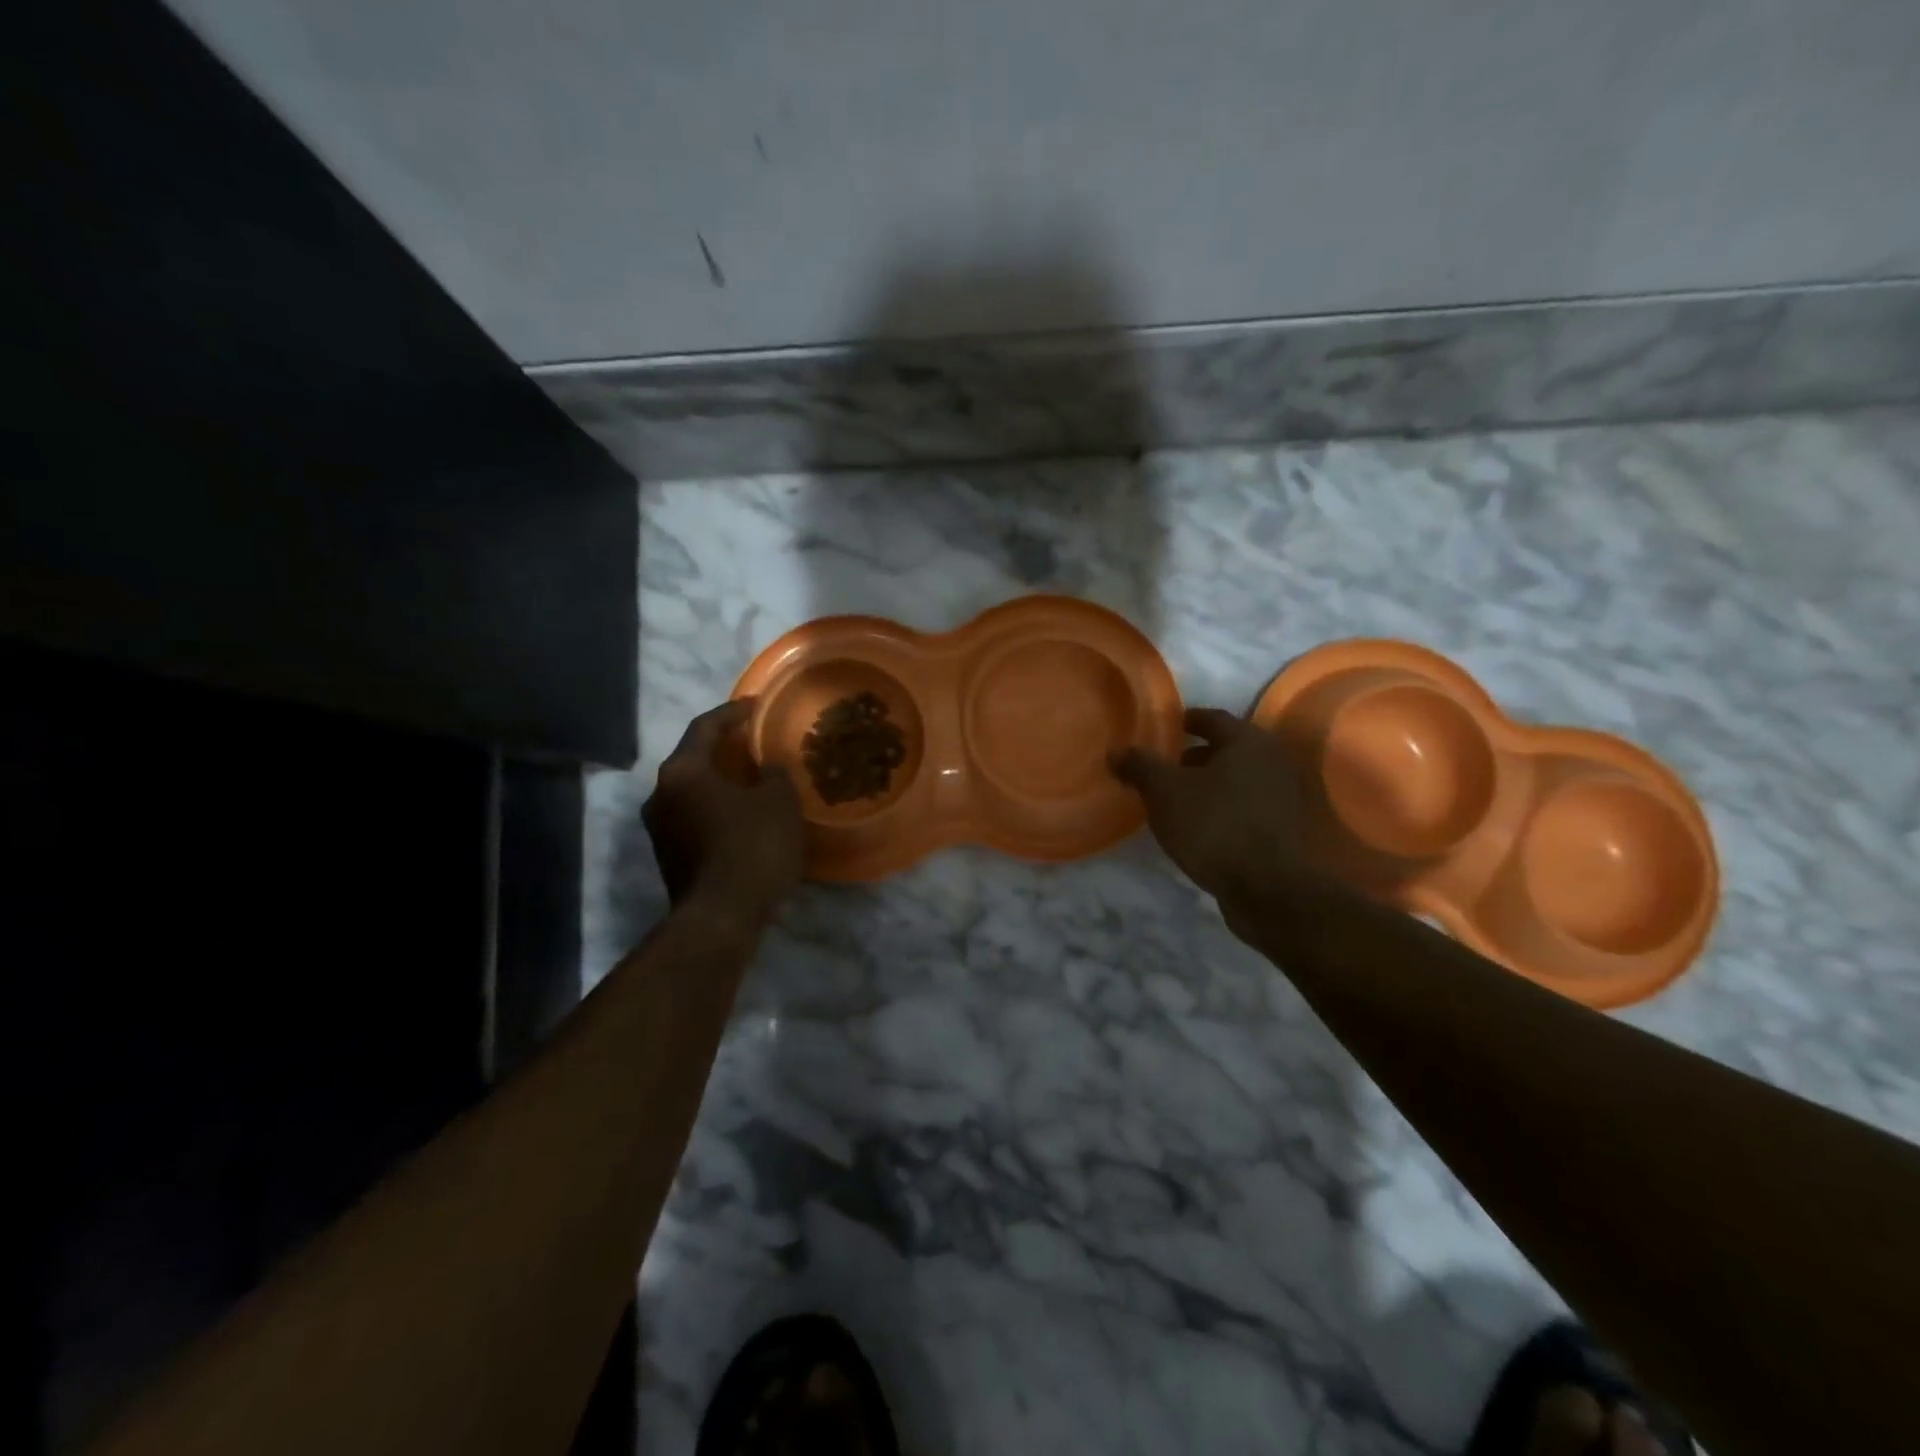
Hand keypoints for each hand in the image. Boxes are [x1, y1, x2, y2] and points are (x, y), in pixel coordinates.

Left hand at [643, 700, 804, 923]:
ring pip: (693, 790)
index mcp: (682, 771)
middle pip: (694, 758)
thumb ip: (773, 774)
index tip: (756, 706)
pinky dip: (717, 807)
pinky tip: (743, 814)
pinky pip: (694, 816)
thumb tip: (766, 770)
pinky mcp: (669, 855)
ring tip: (753, 778)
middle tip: (755, 741)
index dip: (733, 713)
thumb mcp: (778, 802)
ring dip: (721, 781)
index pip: (706, 727)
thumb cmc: (752, 847)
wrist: (721, 916)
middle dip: (725, 748)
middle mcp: (661, 794)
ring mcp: (660, 828)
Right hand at [1113, 707, 1303, 901]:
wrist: (1275, 892)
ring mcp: (1290, 799)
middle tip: (1168, 770)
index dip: (1186, 721)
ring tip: (1182, 803)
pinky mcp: (1292, 832)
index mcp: (1249, 742)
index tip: (1166, 730)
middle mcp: (1276, 762)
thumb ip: (1140, 767)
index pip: (1213, 718)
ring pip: (1243, 782)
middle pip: (1231, 750)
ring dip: (1215, 787)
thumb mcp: (1165, 793)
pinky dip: (1230, 811)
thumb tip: (1116, 750)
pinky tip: (1207, 830)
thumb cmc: (1217, 827)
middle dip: (1199, 757)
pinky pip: (1253, 810)